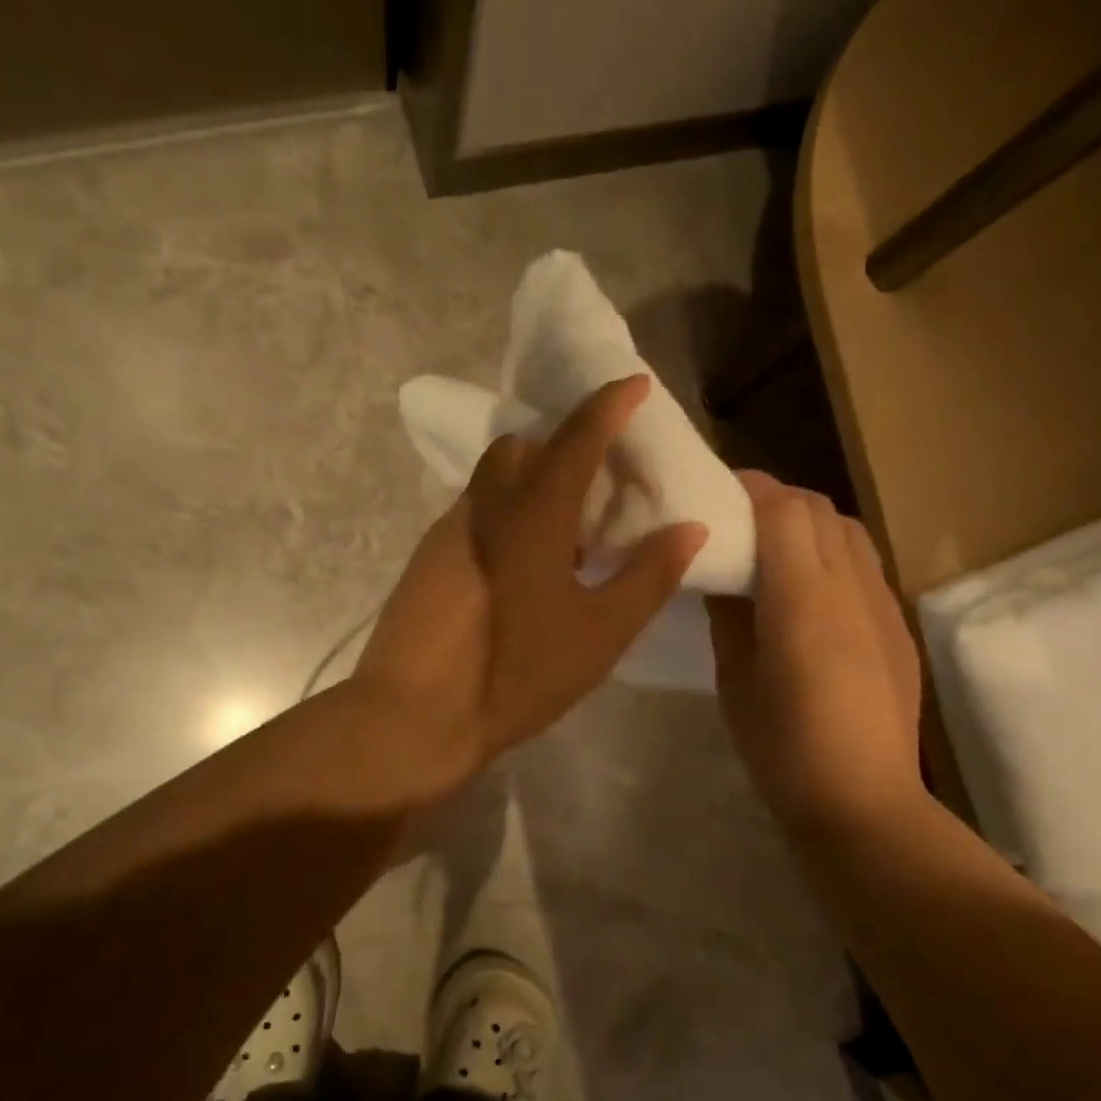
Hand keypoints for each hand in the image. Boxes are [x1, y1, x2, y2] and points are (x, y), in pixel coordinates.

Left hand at [353, 376, 707, 792]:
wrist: (413, 715)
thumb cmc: (515, 673)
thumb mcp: (598, 635)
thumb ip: (647, 577)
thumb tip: (687, 527)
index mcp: (531, 515)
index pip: (574, 439)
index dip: (606, 406)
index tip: (633, 384)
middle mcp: (484, 508)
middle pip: (520, 448)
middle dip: (560, 442)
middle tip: (598, 475)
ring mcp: (447, 533)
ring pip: (493, 482)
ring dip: (531, 482)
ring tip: (567, 530)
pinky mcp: (427, 561)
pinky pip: (476, 515)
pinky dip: (506, 515)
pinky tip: (524, 566)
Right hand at [706, 472, 925, 829]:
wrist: (863, 802)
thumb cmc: (782, 747)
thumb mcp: (735, 678)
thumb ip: (730, 614)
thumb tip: (723, 571)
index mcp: (803, 600)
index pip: (782, 510)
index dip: (748, 488)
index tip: (713, 491)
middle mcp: (851, 588)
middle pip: (818, 509)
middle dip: (774, 499)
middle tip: (734, 520)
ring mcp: (882, 605)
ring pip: (847, 530)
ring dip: (806, 522)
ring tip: (770, 549)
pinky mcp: (897, 626)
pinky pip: (863, 564)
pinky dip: (829, 552)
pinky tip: (805, 590)